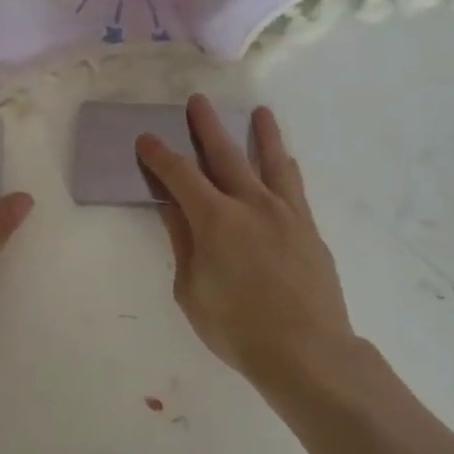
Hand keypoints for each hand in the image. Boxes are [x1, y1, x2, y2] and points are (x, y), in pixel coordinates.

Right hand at [136, 96, 357, 386]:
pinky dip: (286, 167)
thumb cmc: (237, 328)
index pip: (180, 175)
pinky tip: (286, 159)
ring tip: (260, 112)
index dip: (159, 155)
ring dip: (262, 133)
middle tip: (198, 102)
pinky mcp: (308, 227)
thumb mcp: (191, 290)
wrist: (307, 352)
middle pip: (224, 155)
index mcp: (215, 219)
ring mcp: (284, 213)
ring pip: (270, 161)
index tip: (146, 139)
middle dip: (206, 126)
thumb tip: (171, 207)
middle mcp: (250, 204)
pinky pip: (295, 187)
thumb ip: (183, 242)